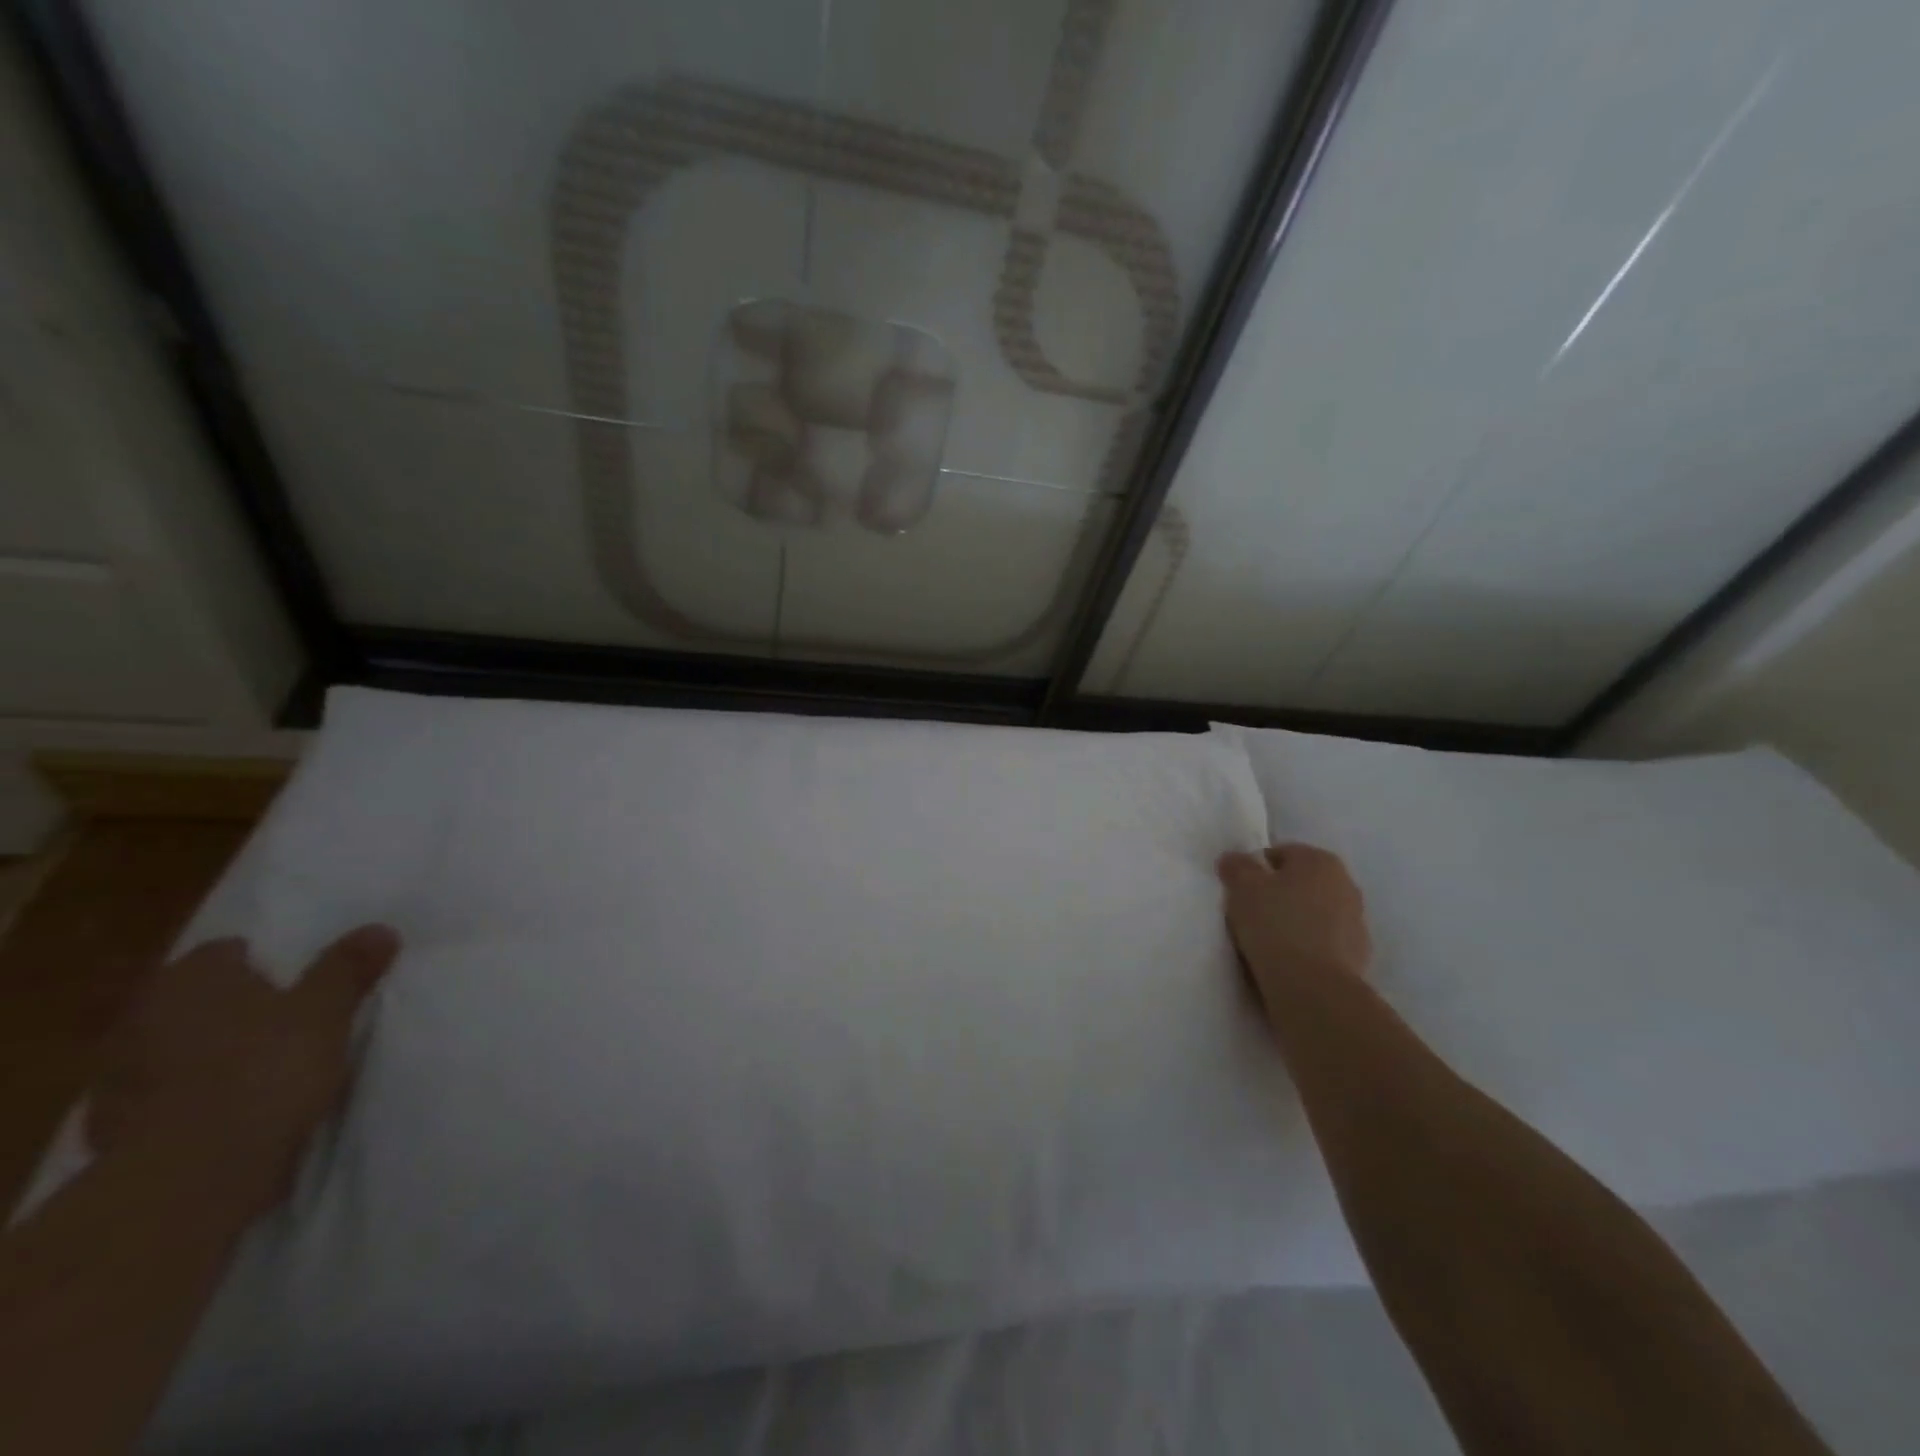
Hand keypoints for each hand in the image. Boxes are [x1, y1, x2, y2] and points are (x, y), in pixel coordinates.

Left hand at [85, 926, 400, 1215]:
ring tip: (262, 1065)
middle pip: (195, 998)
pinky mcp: (113, 1127)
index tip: (297, 978)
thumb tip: (380, 928)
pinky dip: (192, 1095)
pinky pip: (164, 1094)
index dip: (262, 960)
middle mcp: (143, 1016)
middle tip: (285, 1018)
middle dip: (232, 1006)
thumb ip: (348, 969)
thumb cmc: (265, 1070)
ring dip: (208, 1052)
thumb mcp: (326, 1011)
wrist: (192, 1174)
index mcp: (191, 979)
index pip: (224, 952)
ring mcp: (119, 1075)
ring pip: (175, 1047)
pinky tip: (231, 1108)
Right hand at [1216, 844, 1371, 1009]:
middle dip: (1278, 895)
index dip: (1255, 871)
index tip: (1239, 892)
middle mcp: (1346, 884)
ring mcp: (1356, 922)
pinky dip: (1306, 946)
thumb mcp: (1242, 888)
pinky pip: (1322, 942)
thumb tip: (1234, 859)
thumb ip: (1236, 867)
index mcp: (1320, 860)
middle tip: (1250, 915)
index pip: (1280, 854)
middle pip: (1299, 883)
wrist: (1314, 988)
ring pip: (1312, 913)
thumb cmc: (1276, 925)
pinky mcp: (1358, 956)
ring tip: (1266, 942)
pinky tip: (1287, 961)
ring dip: (1294, 921)